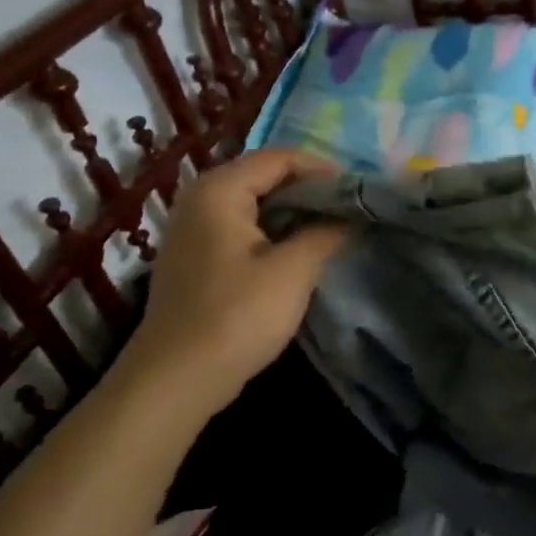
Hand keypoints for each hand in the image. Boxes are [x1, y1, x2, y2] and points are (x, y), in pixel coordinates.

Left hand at [128, 149, 349, 391]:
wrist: (177, 378)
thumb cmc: (237, 316)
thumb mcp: (293, 271)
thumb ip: (325, 232)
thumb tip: (349, 215)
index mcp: (219, 191)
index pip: (279, 158)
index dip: (322, 170)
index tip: (358, 192)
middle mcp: (200, 200)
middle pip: (264, 177)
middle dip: (310, 191)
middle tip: (350, 211)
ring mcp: (193, 231)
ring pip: (254, 206)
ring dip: (294, 214)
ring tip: (332, 231)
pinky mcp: (197, 259)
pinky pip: (242, 230)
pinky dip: (274, 234)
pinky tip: (299, 255)